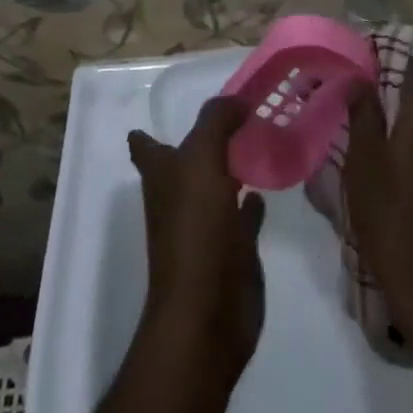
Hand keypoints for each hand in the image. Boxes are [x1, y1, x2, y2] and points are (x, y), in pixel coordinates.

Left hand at [128, 97, 265, 382]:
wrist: (208, 311)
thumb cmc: (195, 229)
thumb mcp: (202, 159)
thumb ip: (216, 121)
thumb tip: (237, 100)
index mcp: (161, 175)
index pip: (145, 145)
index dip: (148, 133)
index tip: (163, 117)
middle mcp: (179, 196)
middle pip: (187, 162)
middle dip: (204, 142)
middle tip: (237, 115)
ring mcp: (205, 224)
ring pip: (218, 185)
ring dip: (232, 167)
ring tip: (257, 140)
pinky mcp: (233, 248)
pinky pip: (244, 214)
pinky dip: (253, 202)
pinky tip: (266, 189)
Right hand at [344, 60, 412, 340]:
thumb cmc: (390, 213)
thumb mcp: (363, 157)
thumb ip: (363, 109)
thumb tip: (361, 78)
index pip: (408, 65)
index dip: (379, 60)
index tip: (350, 65)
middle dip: (382, 91)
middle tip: (346, 98)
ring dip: (393, 119)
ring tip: (356, 129)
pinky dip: (406, 141)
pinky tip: (379, 158)